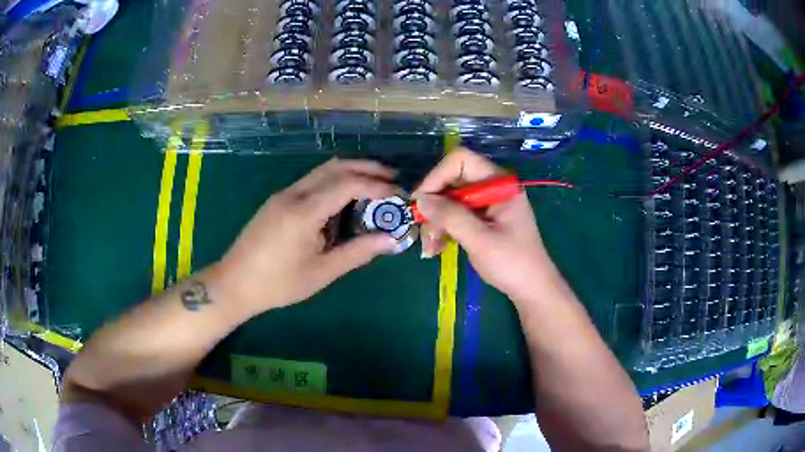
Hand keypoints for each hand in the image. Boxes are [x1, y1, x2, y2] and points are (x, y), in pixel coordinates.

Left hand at [214, 158, 399, 315]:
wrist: (235, 283)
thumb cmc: (279, 283)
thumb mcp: (322, 272)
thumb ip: (358, 252)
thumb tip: (391, 239)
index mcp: (304, 211)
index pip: (348, 184)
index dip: (377, 185)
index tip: (398, 194)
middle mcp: (294, 194)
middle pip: (336, 167)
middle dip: (367, 168)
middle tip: (392, 178)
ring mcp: (283, 194)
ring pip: (322, 170)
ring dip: (351, 171)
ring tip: (374, 184)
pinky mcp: (278, 200)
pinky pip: (312, 181)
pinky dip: (334, 181)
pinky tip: (344, 198)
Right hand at [413, 148, 558, 303]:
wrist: (531, 288)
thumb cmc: (512, 263)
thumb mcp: (480, 240)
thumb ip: (451, 216)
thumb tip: (420, 199)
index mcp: (499, 184)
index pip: (461, 161)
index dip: (437, 177)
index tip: (421, 202)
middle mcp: (492, 188)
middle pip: (452, 181)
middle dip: (434, 206)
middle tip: (422, 230)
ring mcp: (486, 204)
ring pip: (449, 201)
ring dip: (435, 222)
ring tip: (429, 248)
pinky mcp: (481, 220)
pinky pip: (454, 216)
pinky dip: (443, 230)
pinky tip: (435, 249)